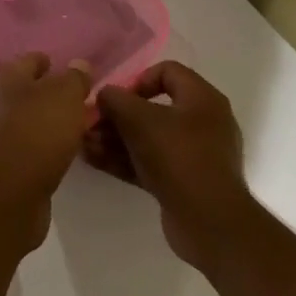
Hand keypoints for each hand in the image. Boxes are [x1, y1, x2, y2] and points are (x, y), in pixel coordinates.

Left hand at [0, 53, 95, 251]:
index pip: (30, 60)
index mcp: (7, 78)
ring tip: (76, 128)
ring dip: (48, 122)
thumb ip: (74, 78)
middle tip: (80, 102)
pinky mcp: (2, 164)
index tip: (72, 70)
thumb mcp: (65, 97)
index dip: (49, 62)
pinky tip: (62, 154)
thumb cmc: (37, 132)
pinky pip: (27, 146)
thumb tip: (78, 64)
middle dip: (50, 94)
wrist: (9, 191)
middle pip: (26, 91)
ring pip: (27, 120)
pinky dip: (44, 146)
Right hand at [84, 60, 251, 267]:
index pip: (168, 71)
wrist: (210, 223)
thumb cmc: (177, 156)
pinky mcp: (185, 182)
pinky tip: (94, 160)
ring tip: (85, 144)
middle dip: (117, 116)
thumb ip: (115, 99)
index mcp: (202, 99)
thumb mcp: (138, 118)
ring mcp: (195, 155)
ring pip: (148, 138)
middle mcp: (203, 123)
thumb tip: (104, 95)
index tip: (117, 98)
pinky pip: (150, 162)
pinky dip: (125, 159)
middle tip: (91, 124)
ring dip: (115, 139)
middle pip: (153, 108)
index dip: (137, 79)